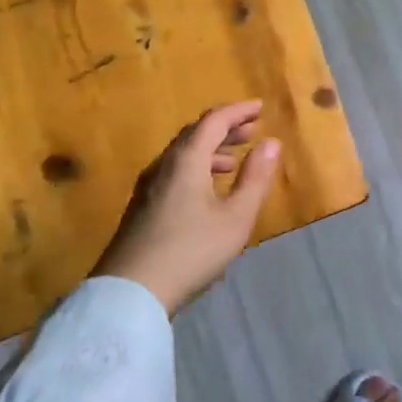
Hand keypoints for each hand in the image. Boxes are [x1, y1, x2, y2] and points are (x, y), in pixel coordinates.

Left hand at [93, 102, 282, 314]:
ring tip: (234, 162)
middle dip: (225, 129)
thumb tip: (270, 143)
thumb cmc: (191, 251)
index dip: (238, 112)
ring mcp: (148, 186)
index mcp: (186, 160)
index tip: (259, 108)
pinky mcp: (141, 207)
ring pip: (182, 154)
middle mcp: (164, 165)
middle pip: (195, 134)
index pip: (213, 121)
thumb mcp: (235, 218)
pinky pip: (174, 172)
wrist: (130, 292)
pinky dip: (196, 168)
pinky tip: (207, 191)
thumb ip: (255, 178)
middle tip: (251, 131)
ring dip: (210, 150)